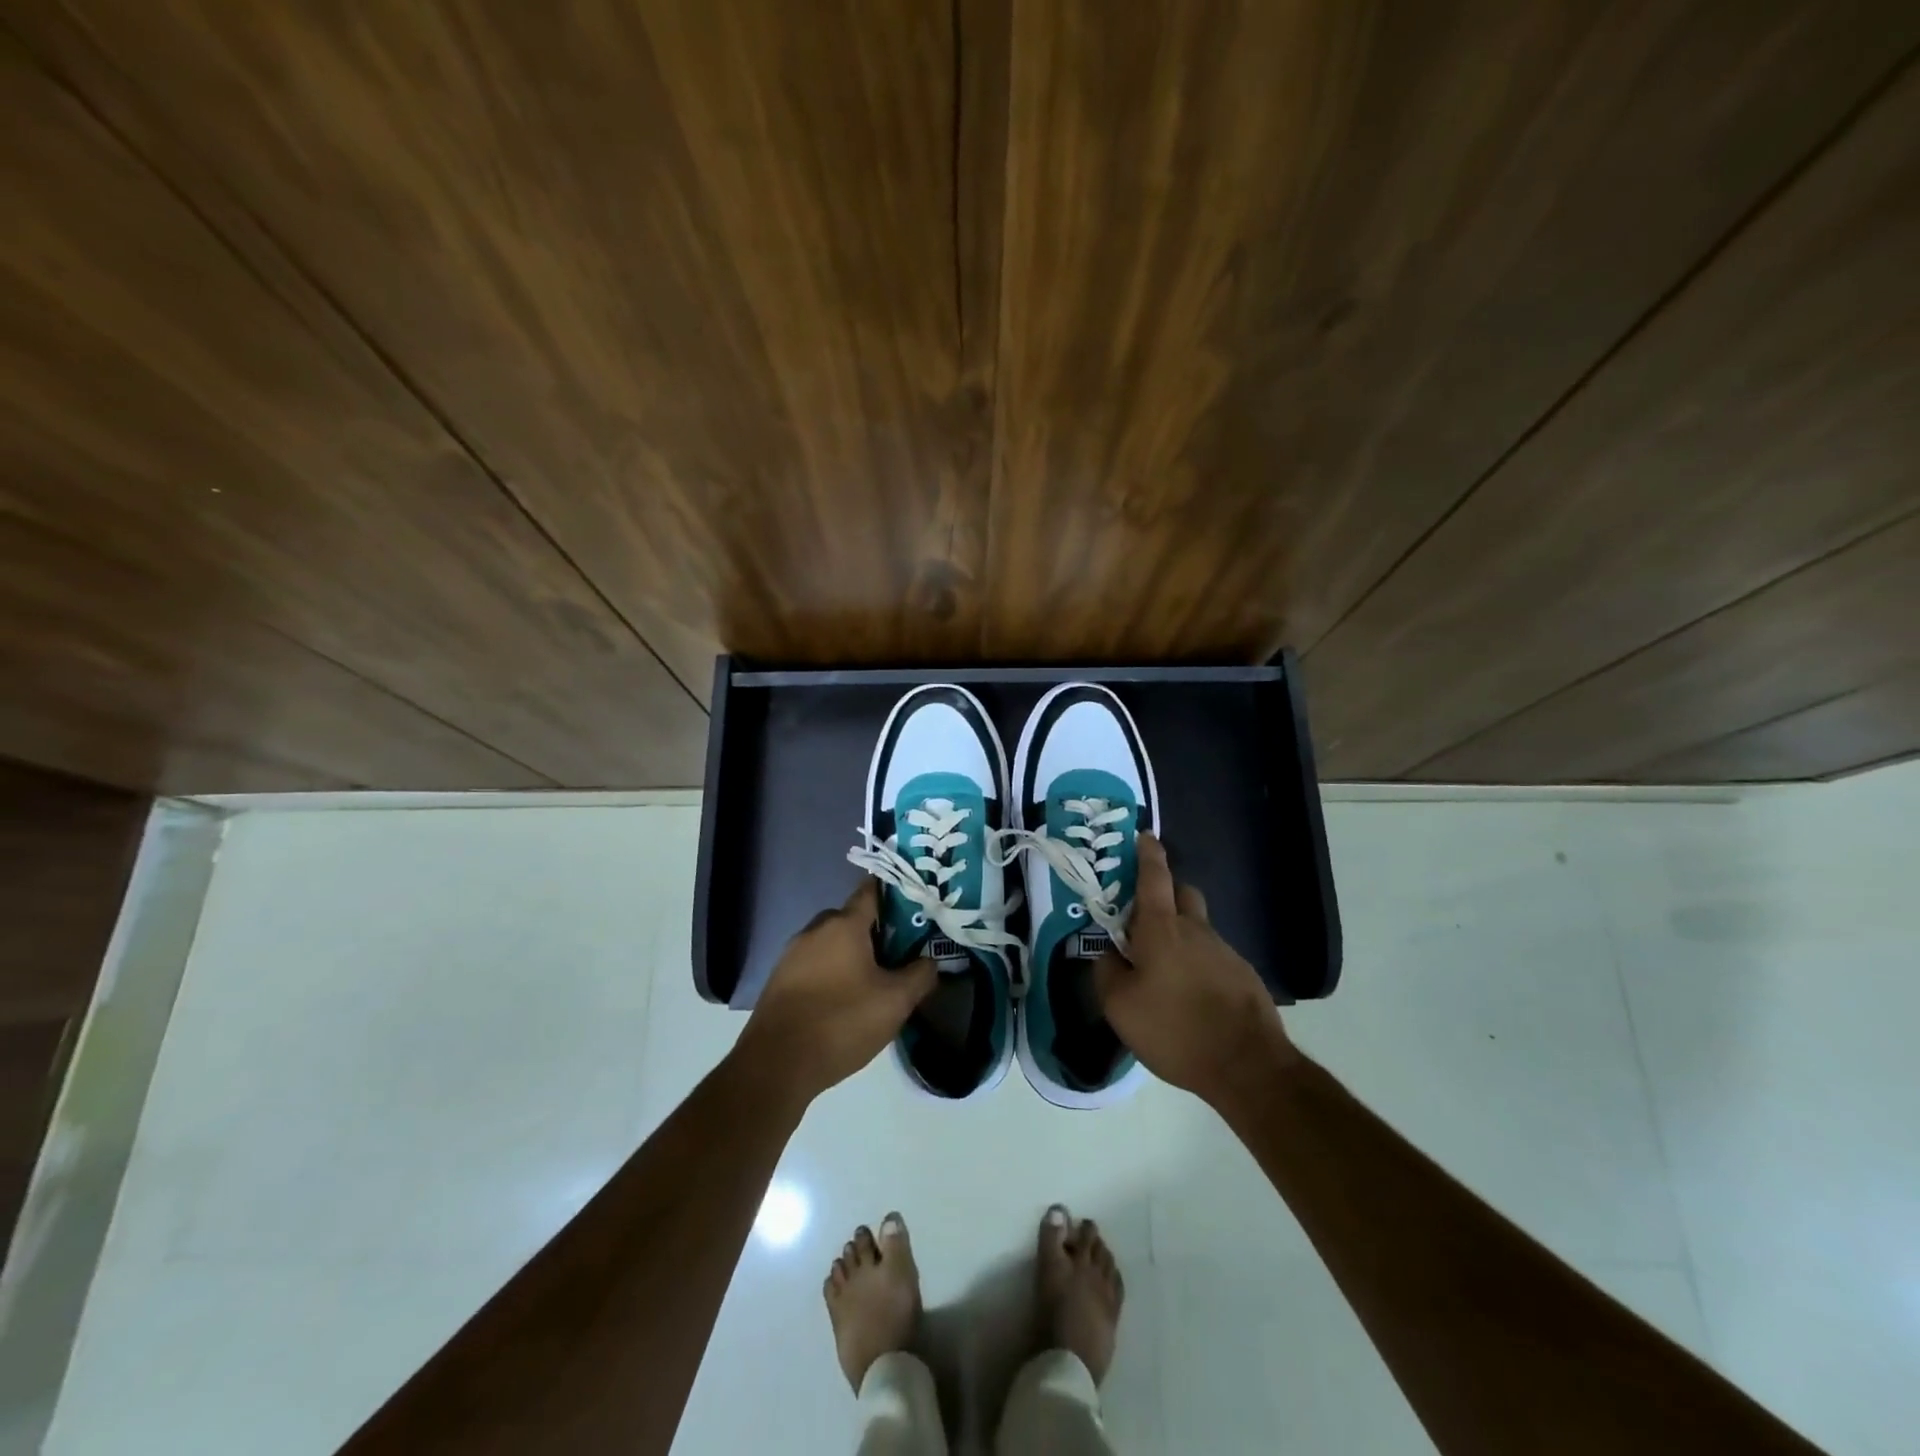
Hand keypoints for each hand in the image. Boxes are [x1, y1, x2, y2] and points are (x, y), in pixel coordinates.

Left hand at [737, 879, 936, 1105]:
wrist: (776, 1065)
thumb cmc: (841, 1022)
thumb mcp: (895, 1002)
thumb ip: (920, 975)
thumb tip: (930, 961)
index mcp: (843, 924)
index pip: (872, 890)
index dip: (895, 894)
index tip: (916, 906)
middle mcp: (814, 930)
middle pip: (852, 918)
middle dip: (876, 931)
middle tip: (901, 954)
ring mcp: (792, 955)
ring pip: (832, 944)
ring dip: (853, 955)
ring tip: (875, 982)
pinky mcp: (779, 981)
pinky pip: (814, 965)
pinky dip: (832, 973)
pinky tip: (844, 1001)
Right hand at [1095, 832, 1295, 1108]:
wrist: (1247, 1065)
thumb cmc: (1175, 1029)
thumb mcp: (1119, 1006)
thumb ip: (1106, 970)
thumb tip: (1108, 951)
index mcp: (1162, 928)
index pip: (1154, 876)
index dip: (1147, 854)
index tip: (1144, 836)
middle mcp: (1196, 929)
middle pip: (1182, 894)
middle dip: (1164, 895)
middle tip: (1143, 919)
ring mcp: (1224, 951)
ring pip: (1198, 927)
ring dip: (1180, 935)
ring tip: (1163, 971)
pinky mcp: (1243, 975)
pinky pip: (1213, 955)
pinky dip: (1197, 963)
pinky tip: (1190, 996)